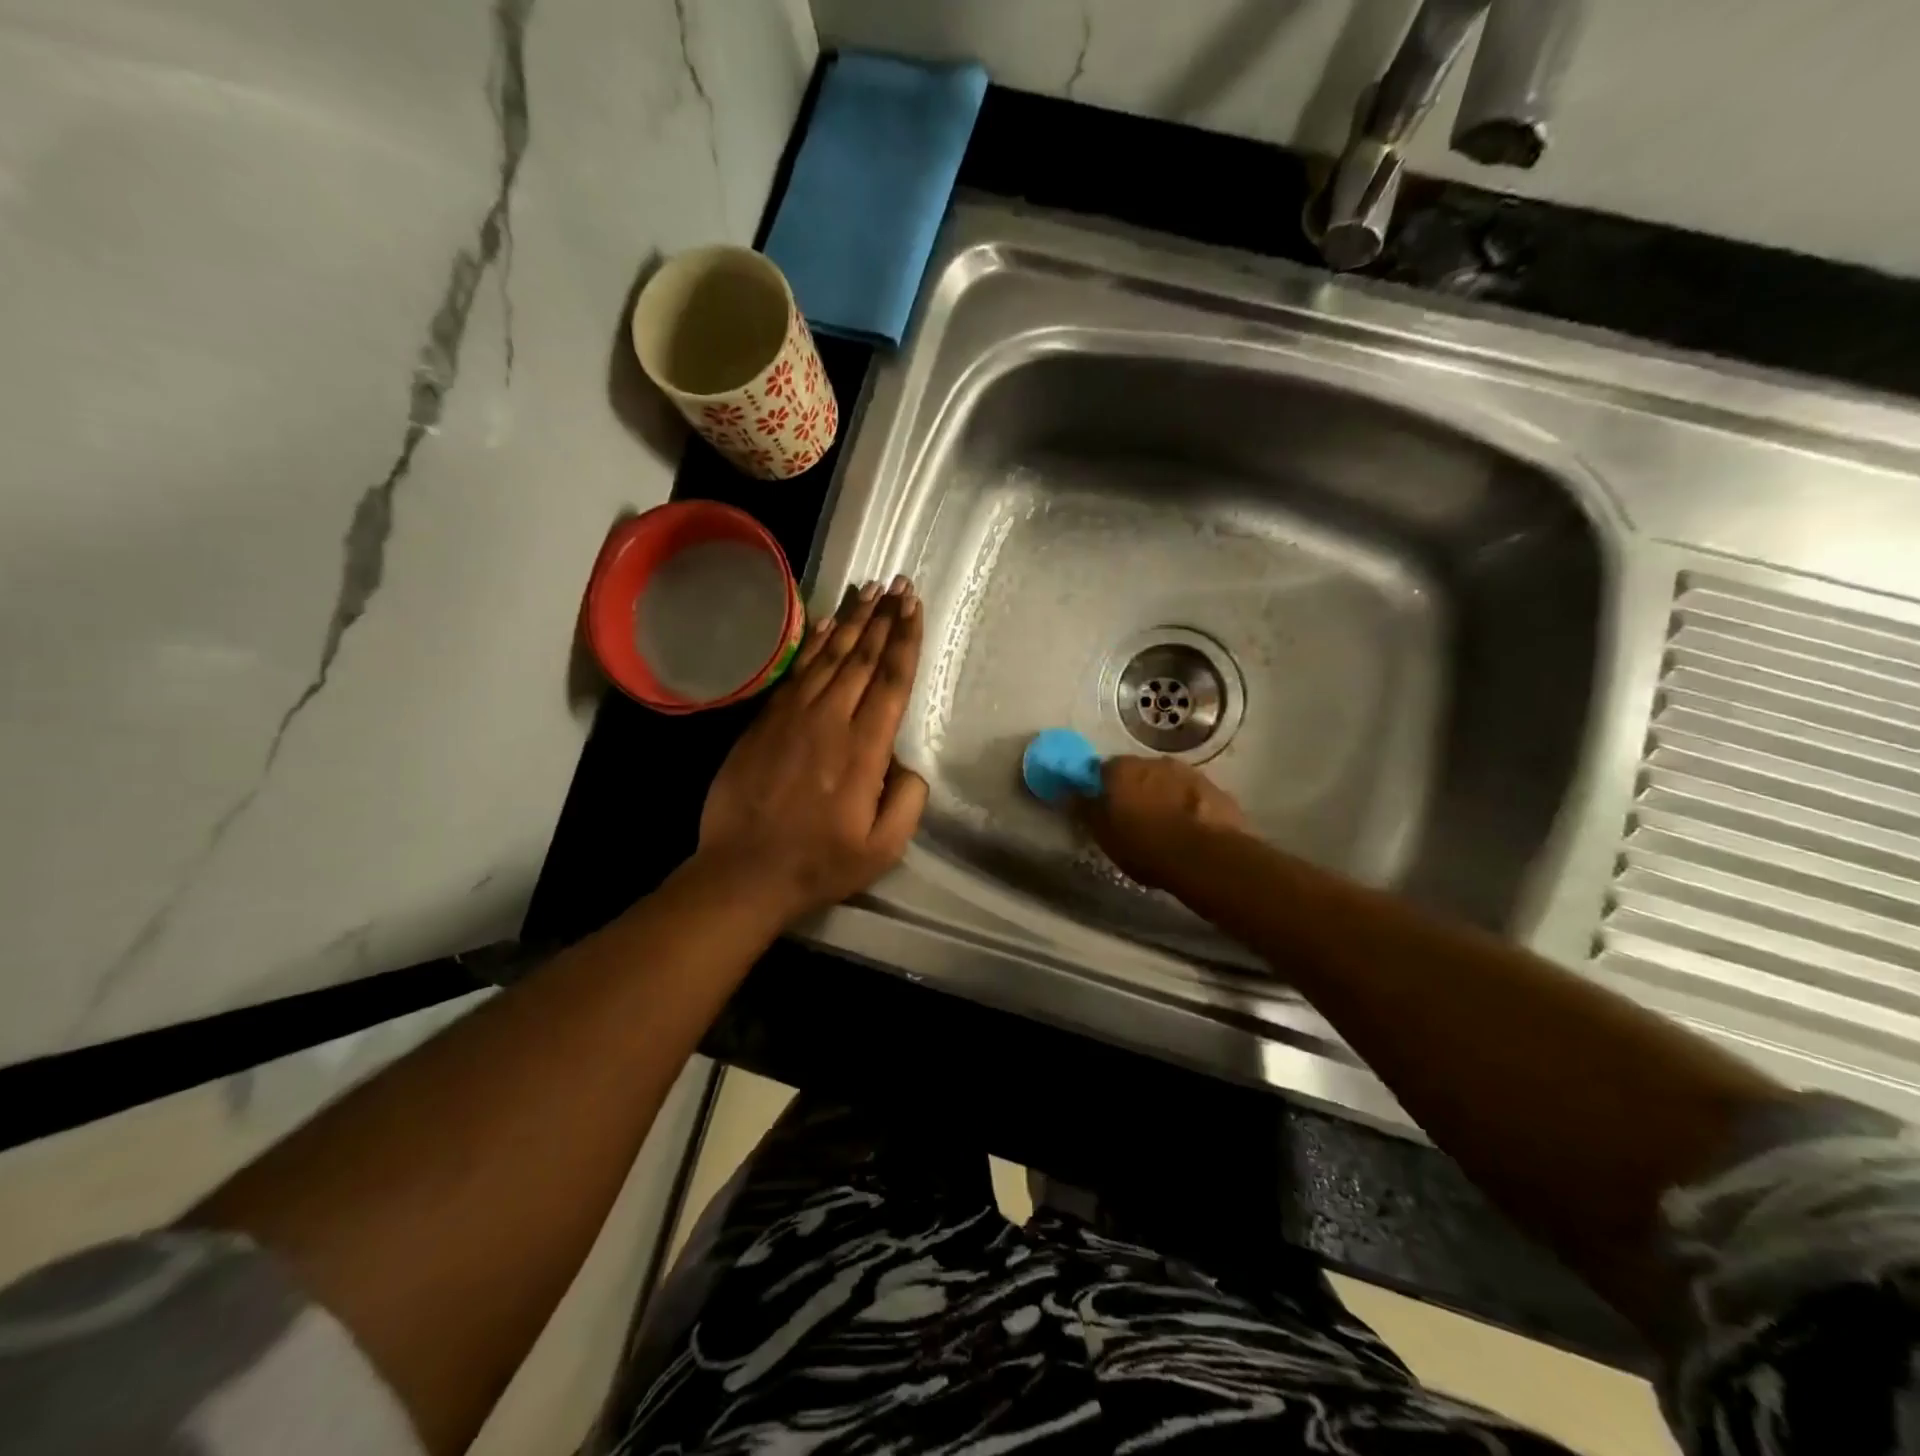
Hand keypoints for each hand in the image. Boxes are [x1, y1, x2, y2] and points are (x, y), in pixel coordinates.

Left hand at [695, 576, 928, 922]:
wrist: (744, 871)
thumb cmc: (820, 863)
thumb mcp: (883, 847)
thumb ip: (908, 800)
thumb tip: (906, 763)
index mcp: (863, 749)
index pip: (892, 681)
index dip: (906, 640)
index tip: (914, 607)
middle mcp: (829, 720)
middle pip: (862, 657)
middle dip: (884, 617)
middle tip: (900, 584)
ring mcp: (792, 717)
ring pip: (828, 656)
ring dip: (852, 621)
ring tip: (869, 590)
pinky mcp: (764, 721)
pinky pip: (796, 672)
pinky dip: (813, 643)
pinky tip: (826, 625)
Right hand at [1077, 755, 1248, 891]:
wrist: (1206, 857)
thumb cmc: (1145, 846)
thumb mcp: (1104, 834)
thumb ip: (1086, 809)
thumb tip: (1072, 794)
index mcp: (1122, 769)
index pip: (1102, 770)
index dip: (1101, 788)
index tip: (1102, 807)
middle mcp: (1154, 761)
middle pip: (1137, 772)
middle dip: (1134, 790)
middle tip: (1133, 818)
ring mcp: (1189, 773)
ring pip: (1167, 782)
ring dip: (1163, 796)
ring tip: (1164, 826)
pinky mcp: (1215, 789)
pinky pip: (1192, 795)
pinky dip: (1188, 806)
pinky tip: (1189, 829)